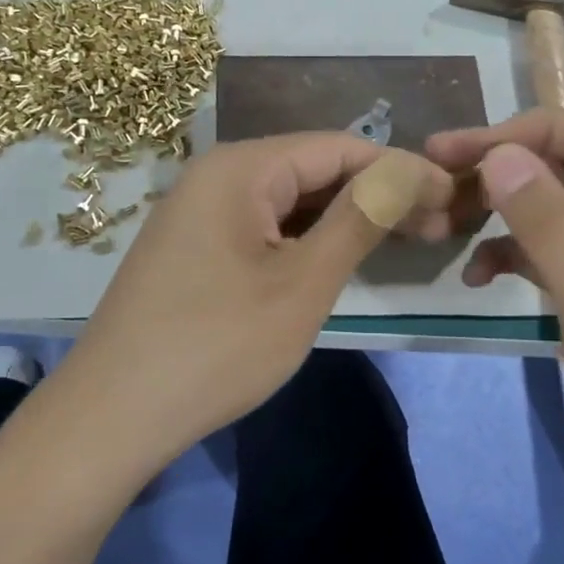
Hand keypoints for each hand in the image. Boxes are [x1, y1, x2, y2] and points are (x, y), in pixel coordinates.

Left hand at [60, 134, 453, 467]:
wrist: (112, 416)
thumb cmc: (216, 347)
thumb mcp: (302, 284)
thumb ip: (359, 219)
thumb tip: (410, 169)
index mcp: (241, 167)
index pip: (339, 147)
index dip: (401, 170)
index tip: (451, 201)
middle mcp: (216, 175)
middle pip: (313, 170)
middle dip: (376, 195)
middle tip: (436, 231)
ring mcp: (199, 212)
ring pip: (289, 201)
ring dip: (344, 219)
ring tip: (400, 244)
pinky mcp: (193, 247)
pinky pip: (262, 227)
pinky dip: (305, 240)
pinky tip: (337, 260)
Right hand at [427, 109, 563, 520]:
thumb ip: (548, 223)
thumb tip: (498, 155)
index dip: (524, 132)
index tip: (458, 149)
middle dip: (506, 169)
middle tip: (438, 176)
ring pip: (557, 210)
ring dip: (504, 212)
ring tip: (447, 223)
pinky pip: (554, 253)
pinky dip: (515, 255)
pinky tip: (477, 275)